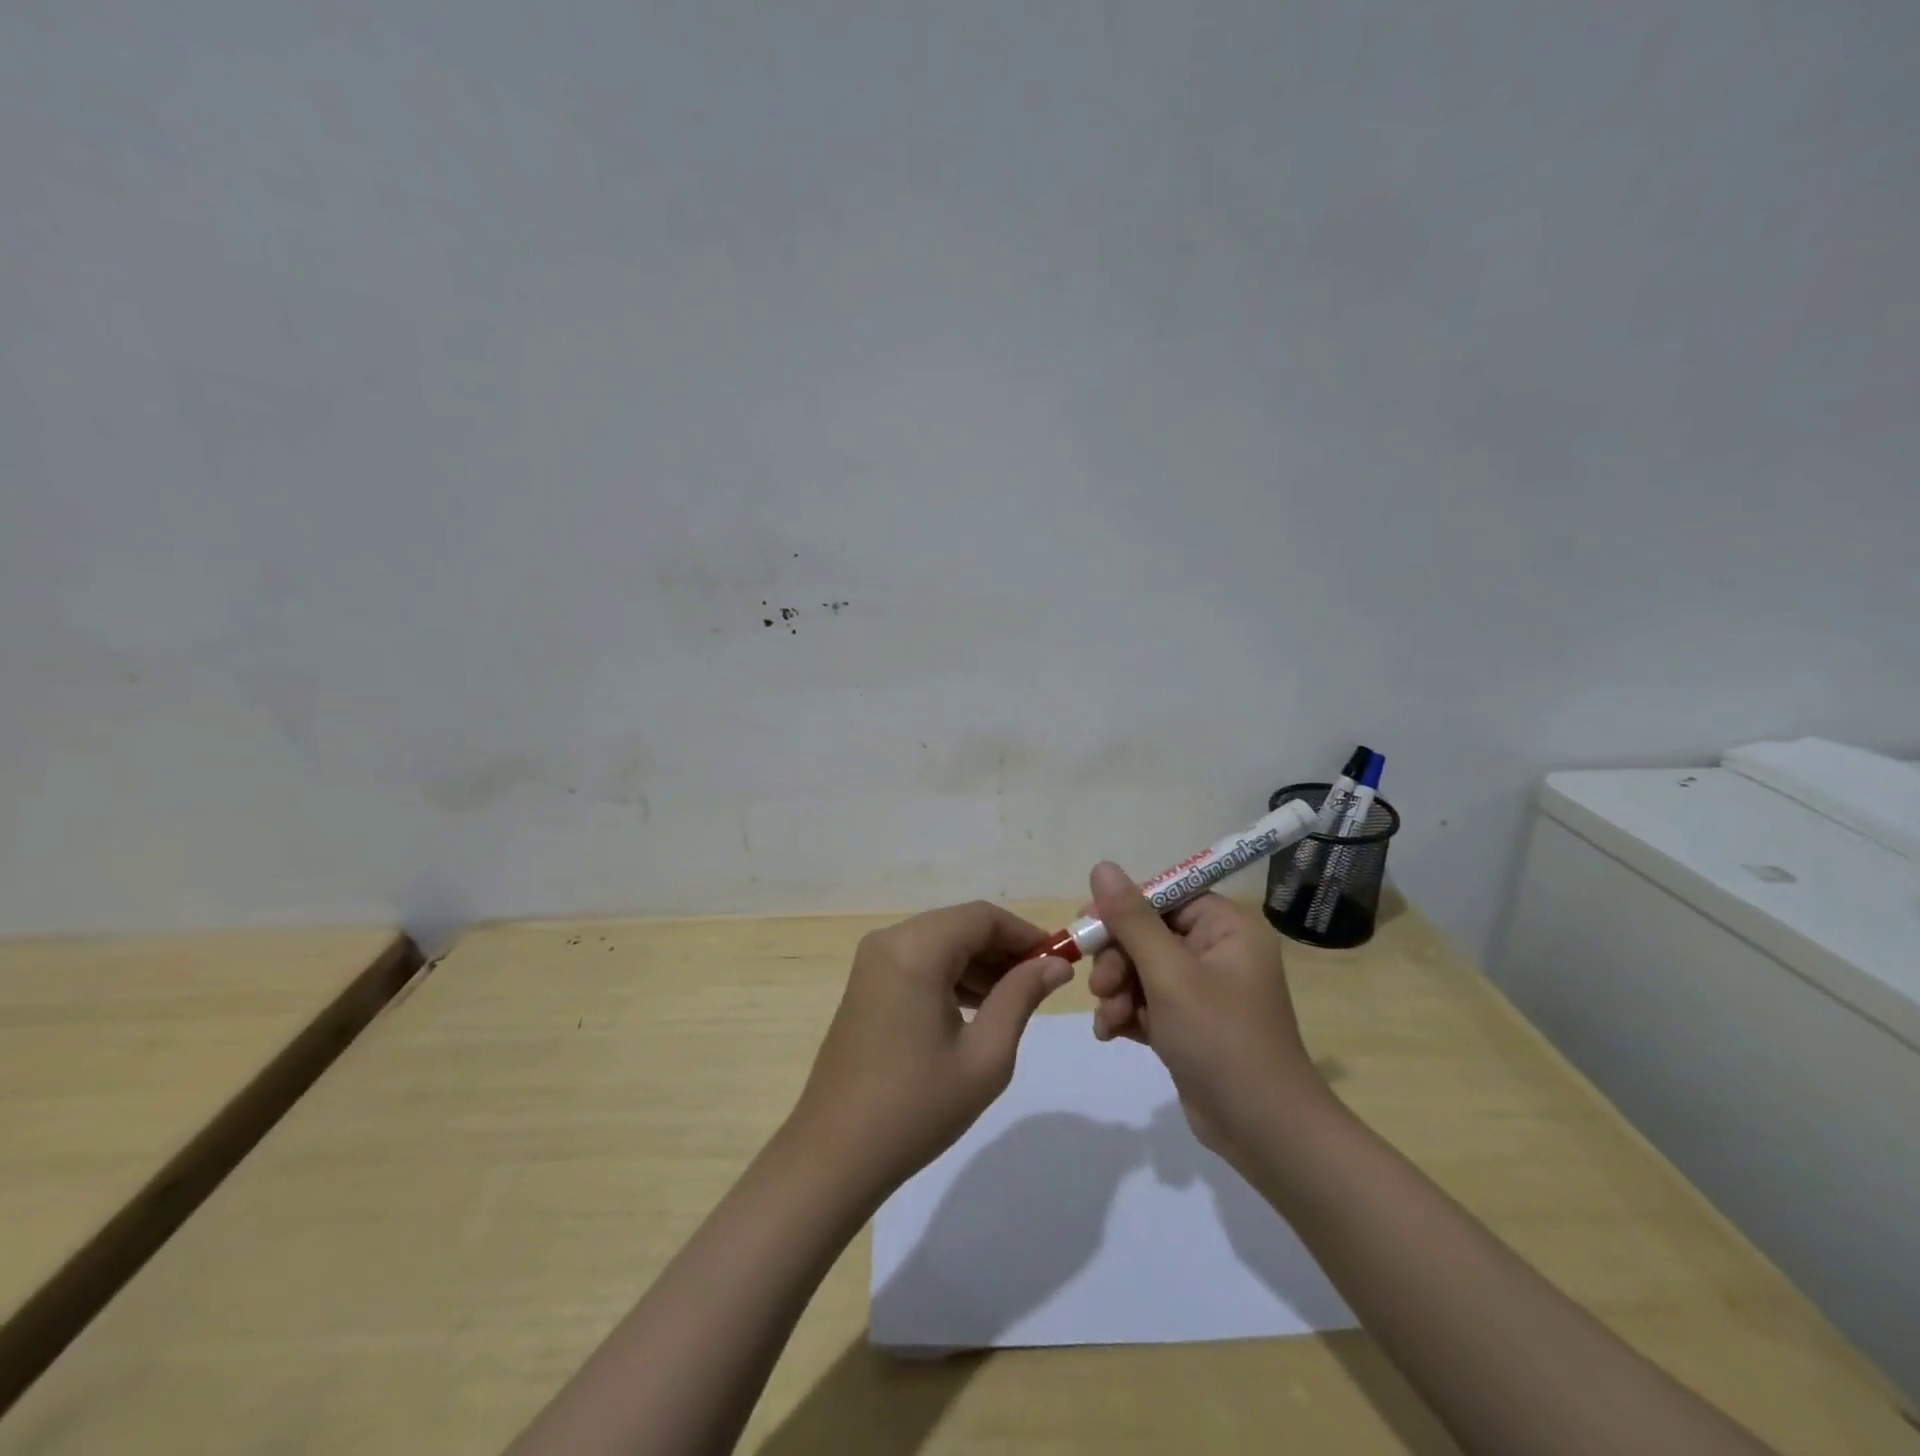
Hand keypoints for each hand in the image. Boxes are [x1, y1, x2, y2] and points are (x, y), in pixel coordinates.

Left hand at [787, 901, 1072, 1199]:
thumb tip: (1056, 964)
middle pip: (959, 925)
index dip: (1025, 934)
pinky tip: (975, 1010)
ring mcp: (872, 962)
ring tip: (1014, 1001)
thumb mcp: (985, 1055)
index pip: (982, 917)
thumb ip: (1021, 997)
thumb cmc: (917, 1106)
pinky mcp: (865, 984)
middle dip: (1003, 949)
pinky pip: (918, 962)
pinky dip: (950, 975)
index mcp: (916, 949)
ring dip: (978, 963)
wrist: (835, 1155)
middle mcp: (889, 941)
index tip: (1059, 961)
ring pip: (939, 942)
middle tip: (1041, 984)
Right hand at [1085, 862, 1327, 1161]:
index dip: (1123, 908)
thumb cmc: (1220, 1039)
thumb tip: (1102, 866)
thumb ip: (1132, 919)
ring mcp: (1204, 990)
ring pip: (1141, 969)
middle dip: (1118, 960)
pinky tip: (1110, 1033)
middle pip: (1148, 934)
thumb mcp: (1169, 974)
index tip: (1088, 926)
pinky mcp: (1190, 1023)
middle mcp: (1218, 951)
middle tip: (1101, 987)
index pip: (1165, 896)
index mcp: (1226, 928)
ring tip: (1110, 1018)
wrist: (1263, 1131)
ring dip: (1118, 990)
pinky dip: (1127, 1013)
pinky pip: (1148, 1001)